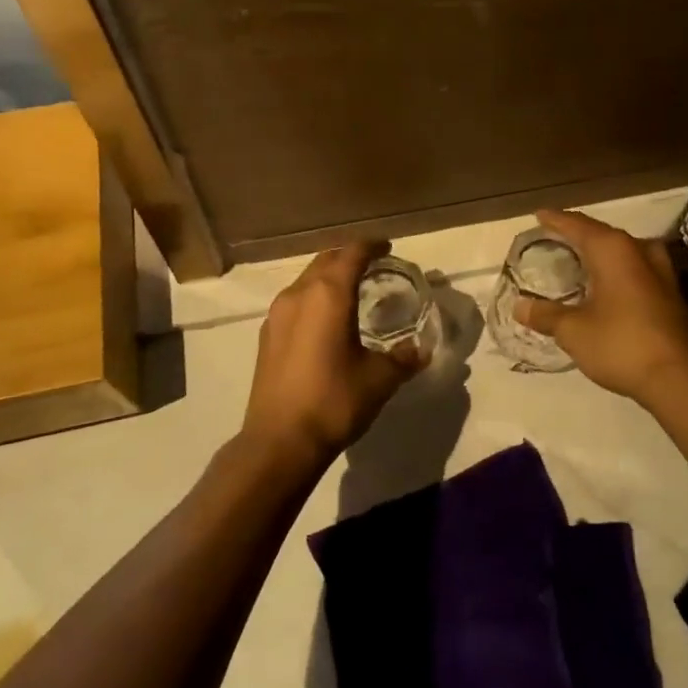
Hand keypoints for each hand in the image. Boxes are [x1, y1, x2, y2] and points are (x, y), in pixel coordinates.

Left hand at [244, 240, 425, 464]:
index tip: (387, 248)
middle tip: (373, 266)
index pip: (352, 253)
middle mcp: (299, 294)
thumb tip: (420, 350)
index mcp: (328, 294)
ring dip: (329, 278)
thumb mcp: (380, 379)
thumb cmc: (334, 401)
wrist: (280, 441)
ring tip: (351, 292)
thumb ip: (403, 358)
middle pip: (325, 260)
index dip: (371, 246)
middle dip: (349, 257)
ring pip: (306, 280)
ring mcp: (277, 314)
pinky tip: (326, 321)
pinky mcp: (267, 336)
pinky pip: (295, 301)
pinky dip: (314, 299)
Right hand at [514, 209, 687, 405]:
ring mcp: (660, 270)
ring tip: (579, 257)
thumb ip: (546, 315)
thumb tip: (519, 306)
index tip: (539, 214)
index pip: (577, 225)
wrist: (680, 378)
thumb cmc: (621, 344)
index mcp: (613, 249)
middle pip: (602, 234)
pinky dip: (615, 269)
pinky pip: (635, 267)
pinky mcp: (671, 292)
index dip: (555, 220)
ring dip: (600, 252)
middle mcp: (639, 250)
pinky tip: (606, 283)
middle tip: (554, 236)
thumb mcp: (574, 331)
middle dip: (578, 234)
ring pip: (622, 250)